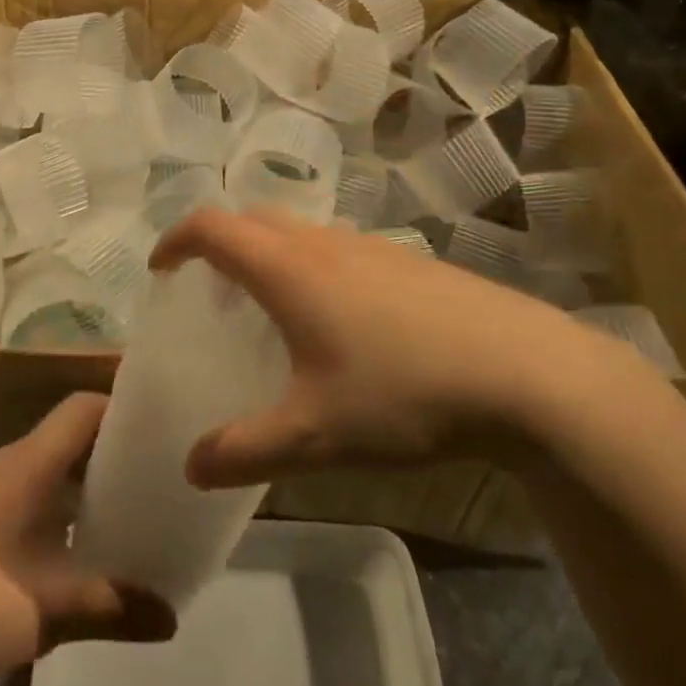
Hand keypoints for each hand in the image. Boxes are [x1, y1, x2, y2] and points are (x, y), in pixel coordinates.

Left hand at [0, 392, 174, 681]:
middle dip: (114, 449)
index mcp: (28, 462)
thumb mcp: (50, 608)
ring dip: (87, 481)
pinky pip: (33, 492)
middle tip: (158, 470)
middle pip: (70, 435)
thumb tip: (173, 617)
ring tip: (132, 505)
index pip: (82, 408)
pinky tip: (81, 544)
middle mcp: (10, 464)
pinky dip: (63, 505)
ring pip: (51, 467)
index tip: (161, 426)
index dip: (122, 408)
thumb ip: (114, 607)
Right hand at [152, 207, 641, 488]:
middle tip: (212, 291)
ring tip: (273, 311)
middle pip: (255, 219)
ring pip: (303, 234)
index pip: (213, 228)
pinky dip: (315, 269)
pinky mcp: (412, 265)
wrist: (525, 373)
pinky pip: (342, 252)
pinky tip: (342, 326)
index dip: (177, 240)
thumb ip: (245, 450)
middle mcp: (326, 244)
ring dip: (271, 256)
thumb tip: (192, 466)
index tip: (160, 268)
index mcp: (289, 269)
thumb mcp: (315, 435)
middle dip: (221, 243)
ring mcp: (374, 248)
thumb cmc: (403, 392)